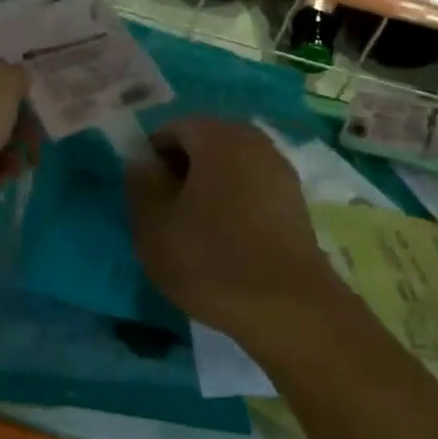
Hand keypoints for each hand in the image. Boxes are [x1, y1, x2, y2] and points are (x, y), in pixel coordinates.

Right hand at [126, 118, 341, 352]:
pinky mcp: (296, 203)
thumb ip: (141, 186)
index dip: (151, 157)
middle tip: (164, 211)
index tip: (143, 193)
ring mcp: (281, 171)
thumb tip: (141, 163)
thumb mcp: (154, 226)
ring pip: (229, 167)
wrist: (291, 310)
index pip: (173, 128)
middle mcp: (254, 142)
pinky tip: (224, 240)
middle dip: (180, 170)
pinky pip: (252, 188)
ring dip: (207, 188)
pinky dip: (233, 203)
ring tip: (192, 229)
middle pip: (205, 143)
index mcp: (218, 137)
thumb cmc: (212, 259)